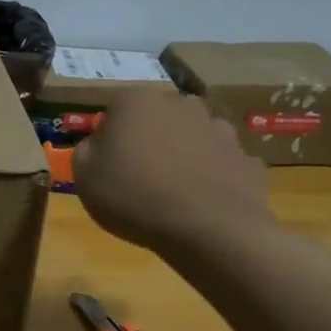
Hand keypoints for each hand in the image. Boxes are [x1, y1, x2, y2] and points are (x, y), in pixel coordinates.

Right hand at [73, 90, 272, 251]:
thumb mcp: (84, 177)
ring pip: (193, 136)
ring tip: (173, 191)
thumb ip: (86, 151)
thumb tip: (98, 143)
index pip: (115, 108)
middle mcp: (180, 104)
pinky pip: (220, 163)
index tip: (107, 163)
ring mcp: (219, 129)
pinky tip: (203, 201)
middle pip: (158, 117)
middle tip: (139, 175)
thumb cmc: (133, 197)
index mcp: (136, 102)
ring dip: (183, 154)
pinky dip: (213, 176)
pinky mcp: (246, 157)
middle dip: (149, 138)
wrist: (207, 228)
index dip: (109, 136)